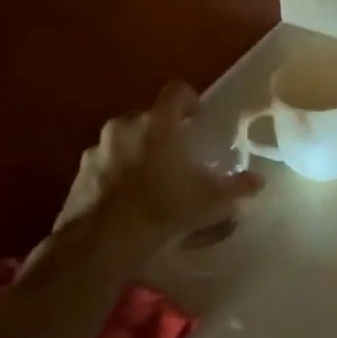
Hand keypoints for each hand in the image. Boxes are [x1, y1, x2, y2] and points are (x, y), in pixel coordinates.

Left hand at [80, 82, 263, 271]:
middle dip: (161, 130)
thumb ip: (236, 188)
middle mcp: (124, 127)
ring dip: (136, 151)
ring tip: (150, 179)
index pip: (176, 92)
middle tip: (175, 153)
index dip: (190, 100)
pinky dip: (115, 174)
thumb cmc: (160, 210)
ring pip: (122, 140)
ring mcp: (96, 150)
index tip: (197, 116)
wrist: (98, 245)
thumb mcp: (208, 202)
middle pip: (147, 117)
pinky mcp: (77, 175)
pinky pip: (103, 164)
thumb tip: (258, 180)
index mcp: (157, 124)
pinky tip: (126, 200)